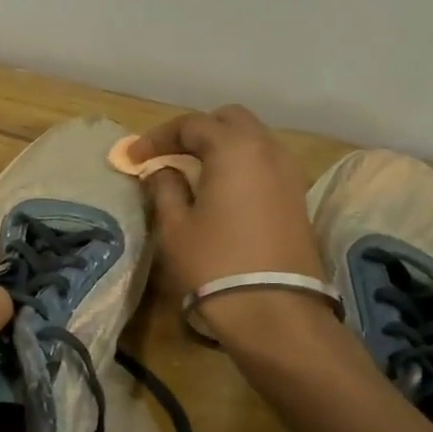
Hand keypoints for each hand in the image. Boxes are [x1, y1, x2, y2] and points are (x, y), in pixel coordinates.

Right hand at [132, 106, 323, 295]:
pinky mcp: (297, 198)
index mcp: (234, 148)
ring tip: (194, 171)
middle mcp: (268, 150)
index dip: (158, 137)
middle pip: (229, 120)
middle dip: (196, 131)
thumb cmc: (215, 263)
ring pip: (252, 140)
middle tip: (169, 154)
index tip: (134, 157)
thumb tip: (163, 171)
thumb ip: (165, 188)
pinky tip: (222, 190)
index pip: (192, 124)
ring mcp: (289, 174)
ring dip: (222, 147)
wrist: (274, 310)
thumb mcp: (175, 226)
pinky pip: (265, 164)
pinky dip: (241, 166)